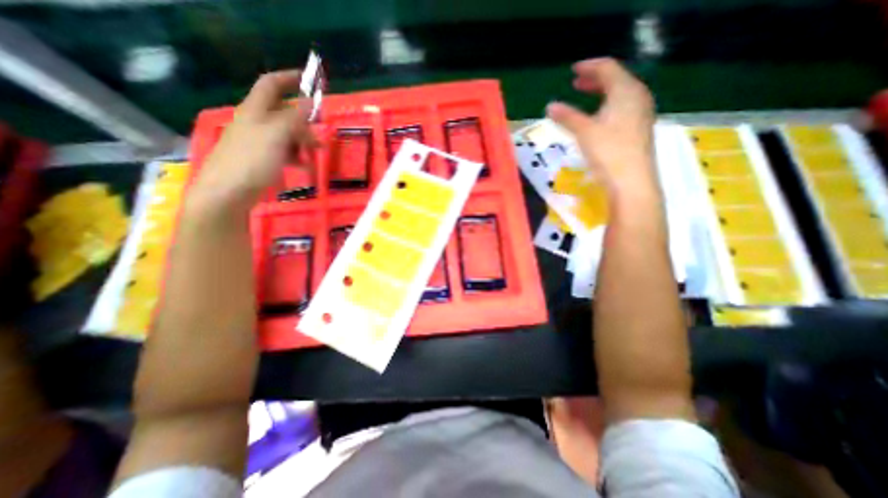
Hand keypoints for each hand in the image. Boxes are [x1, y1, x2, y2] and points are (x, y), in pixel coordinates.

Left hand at [194, 67, 316, 212]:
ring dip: (302, 142)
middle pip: (284, 113)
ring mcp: (258, 141)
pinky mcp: (260, 158)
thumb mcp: (277, 135)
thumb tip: (310, 102)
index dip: (289, 78)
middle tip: (320, 139)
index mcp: (256, 110)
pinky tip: (303, 166)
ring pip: (286, 134)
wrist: (228, 191)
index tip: (309, 80)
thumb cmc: (252, 160)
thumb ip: (295, 118)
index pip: (271, 84)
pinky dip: (295, 155)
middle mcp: (256, 122)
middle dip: (304, 123)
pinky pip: (283, 150)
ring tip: (313, 157)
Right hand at [549, 59, 657, 196]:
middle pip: (616, 79)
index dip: (590, 66)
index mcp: (626, 91)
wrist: (632, 181)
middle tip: (576, 83)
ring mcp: (641, 113)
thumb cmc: (609, 152)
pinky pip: (623, 107)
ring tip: (585, 98)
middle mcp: (638, 97)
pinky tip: (598, 117)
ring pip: (620, 94)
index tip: (573, 70)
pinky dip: (607, 106)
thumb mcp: (584, 132)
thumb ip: (567, 117)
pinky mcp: (638, 128)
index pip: (608, 68)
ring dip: (601, 93)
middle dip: (595, 79)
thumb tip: (550, 106)